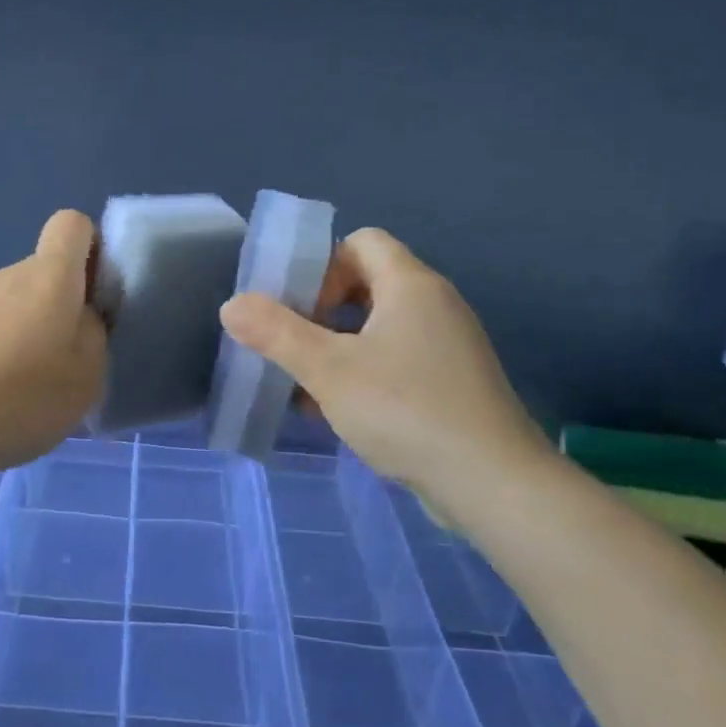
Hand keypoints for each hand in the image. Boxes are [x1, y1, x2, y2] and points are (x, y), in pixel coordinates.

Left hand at [0, 210, 108, 477]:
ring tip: (44, 385)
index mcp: (50, 275)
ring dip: (41, 332)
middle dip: (72, 303)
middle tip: (79, 356)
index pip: (74, 224)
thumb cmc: (18, 394)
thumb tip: (82, 321)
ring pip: (26, 302)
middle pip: (52, 270)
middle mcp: (12, 275)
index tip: (102, 294)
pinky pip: (0, 326)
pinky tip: (9, 395)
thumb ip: (95, 337)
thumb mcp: (86, 376)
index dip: (96, 249)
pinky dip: (12, 351)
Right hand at [219, 228, 550, 514]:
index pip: (362, 242)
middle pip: (368, 284)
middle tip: (292, 345)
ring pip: (379, 329)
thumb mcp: (328, 370)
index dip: (323, 265)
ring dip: (337, 348)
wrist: (493, 484)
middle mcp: (435, 305)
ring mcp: (448, 347)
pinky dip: (363, 374)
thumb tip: (232, 305)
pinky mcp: (452, 384)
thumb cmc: (406, 411)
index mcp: (411, 285)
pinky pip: (397, 361)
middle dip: (322, 311)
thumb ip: (276, 333)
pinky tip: (336, 412)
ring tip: (303, 384)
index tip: (298, 307)